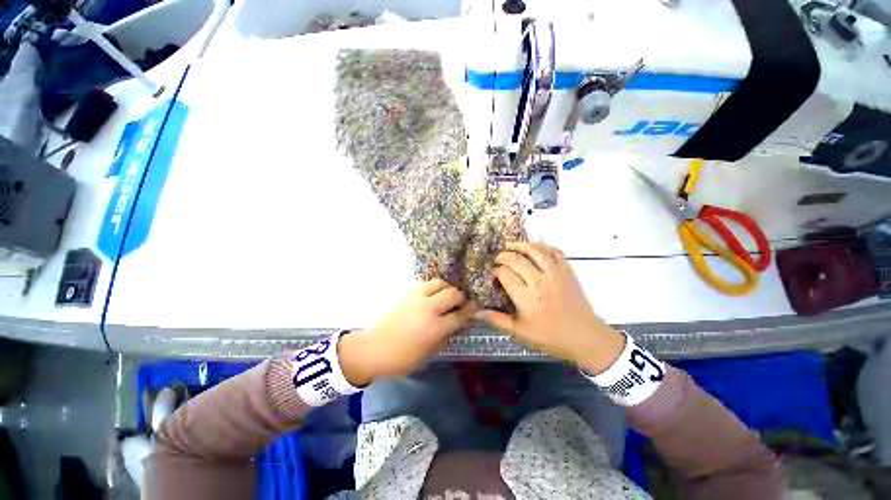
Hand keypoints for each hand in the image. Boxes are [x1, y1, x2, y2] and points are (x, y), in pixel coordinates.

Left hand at [339, 279, 475, 385]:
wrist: (372, 349)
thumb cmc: (401, 358)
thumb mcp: (428, 354)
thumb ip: (445, 337)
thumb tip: (457, 325)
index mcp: (435, 327)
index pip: (460, 314)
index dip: (470, 310)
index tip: (474, 308)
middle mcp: (428, 308)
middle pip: (453, 293)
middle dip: (460, 297)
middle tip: (459, 304)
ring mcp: (417, 297)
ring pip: (439, 283)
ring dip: (446, 288)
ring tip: (445, 297)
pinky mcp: (407, 293)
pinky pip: (426, 284)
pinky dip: (433, 287)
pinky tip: (431, 296)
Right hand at [481, 242, 624, 373]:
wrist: (585, 337)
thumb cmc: (550, 337)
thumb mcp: (520, 333)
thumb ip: (497, 320)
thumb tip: (477, 312)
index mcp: (526, 298)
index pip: (505, 274)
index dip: (495, 271)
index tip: (492, 273)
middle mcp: (539, 282)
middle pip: (516, 260)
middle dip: (503, 256)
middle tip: (498, 258)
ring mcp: (555, 274)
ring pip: (535, 251)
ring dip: (521, 245)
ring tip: (510, 245)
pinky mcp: (567, 271)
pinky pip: (554, 252)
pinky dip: (543, 246)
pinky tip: (534, 247)